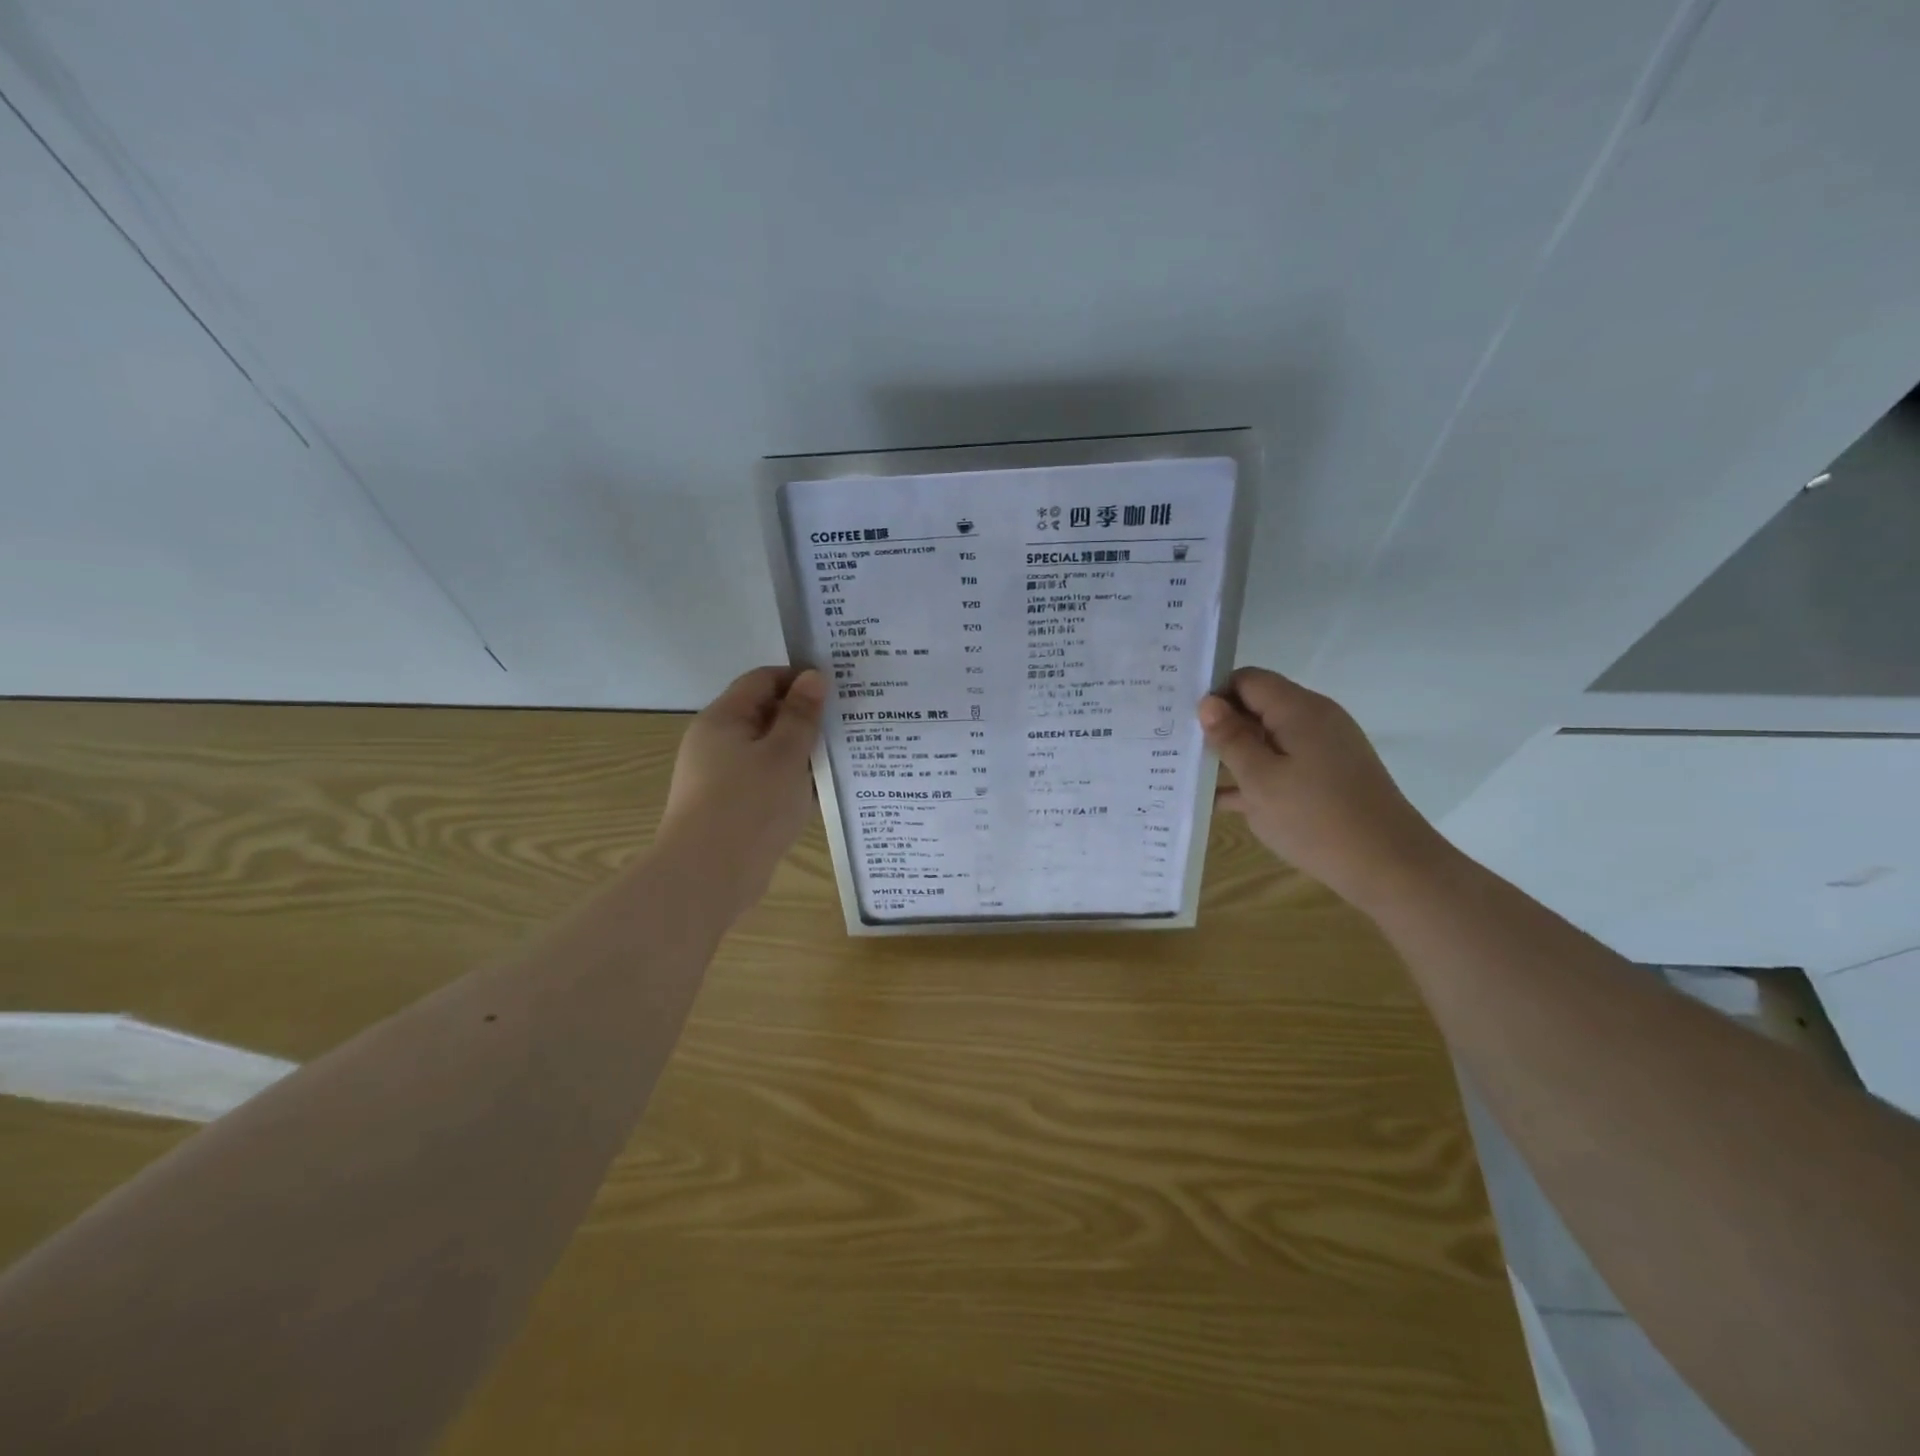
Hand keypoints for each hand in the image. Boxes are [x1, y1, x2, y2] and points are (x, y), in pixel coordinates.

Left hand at [657, 666, 826, 916]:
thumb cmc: (749, 805)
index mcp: (723, 719)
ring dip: (800, 753)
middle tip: (847, 723)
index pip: (763, 680)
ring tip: (841, 758)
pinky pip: (764, 782)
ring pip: (767, 751)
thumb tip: (813, 676)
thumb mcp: (785, 754)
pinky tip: (818, 793)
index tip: (837, 689)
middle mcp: (715, 742)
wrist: (707, 877)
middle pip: (764, 715)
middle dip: (804, 718)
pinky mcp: (728, 807)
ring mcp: (719, 777)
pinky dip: (789, 781)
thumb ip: (801, 715)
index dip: (799, 679)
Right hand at [1199, 667, 1451, 912]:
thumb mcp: (1260, 780)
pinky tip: (1218, 800)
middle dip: (1219, 724)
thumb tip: (1207, 702)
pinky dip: (1253, 776)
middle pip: (1256, 707)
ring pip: (1266, 739)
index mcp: (1298, 710)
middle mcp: (1313, 720)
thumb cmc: (1317, 819)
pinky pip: (1281, 765)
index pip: (1247, 680)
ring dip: (1232, 754)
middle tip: (1177, 745)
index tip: (1181, 719)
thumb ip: (1231, 739)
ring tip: (1189, 771)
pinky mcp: (1326, 777)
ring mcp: (1322, 750)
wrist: (1389, 867)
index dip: (1214, 694)